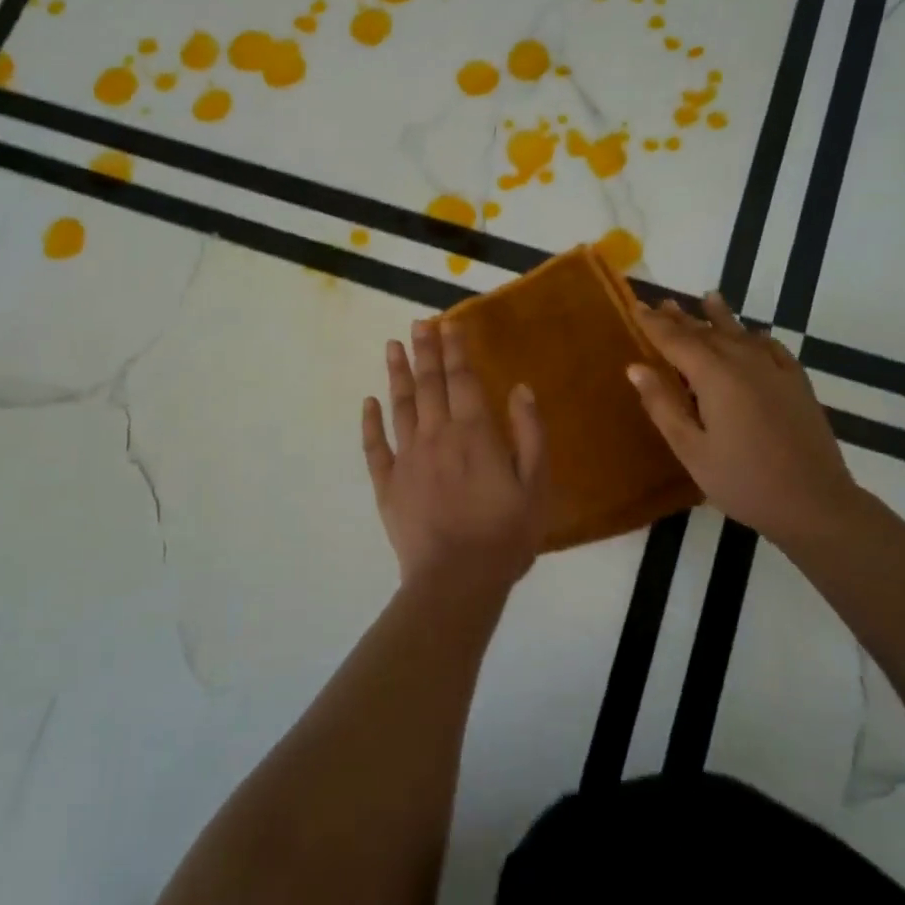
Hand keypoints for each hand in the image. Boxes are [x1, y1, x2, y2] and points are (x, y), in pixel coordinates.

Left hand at [362, 318, 549, 594]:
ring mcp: (407, 458)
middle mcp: (436, 436)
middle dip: (424, 351)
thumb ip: (530, 434)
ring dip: (397, 374)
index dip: (456, 349)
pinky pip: (374, 446)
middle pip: (429, 384)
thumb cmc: (505, 536)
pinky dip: (370, 422)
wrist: (456, 581)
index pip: (462, 380)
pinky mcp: (387, 484)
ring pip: (400, 406)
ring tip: (392, 346)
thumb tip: (519, 388)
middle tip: (418, 323)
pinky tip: (368, 402)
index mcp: (474, 434)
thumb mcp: (536, 486)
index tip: (449, 324)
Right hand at [627, 294, 865, 548]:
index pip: (676, 340)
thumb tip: (636, 367)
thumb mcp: (691, 450)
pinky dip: (757, 336)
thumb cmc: (743, 481)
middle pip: (707, 332)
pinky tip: (755, 334)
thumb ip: (662, 405)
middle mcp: (745, 363)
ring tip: (707, 298)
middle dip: (682, 318)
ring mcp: (776, 371)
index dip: (654, 324)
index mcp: (715, 377)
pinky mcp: (797, 384)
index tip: (636, 306)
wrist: (815, 503)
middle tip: (661, 303)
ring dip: (719, 318)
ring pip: (741, 334)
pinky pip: (773, 348)